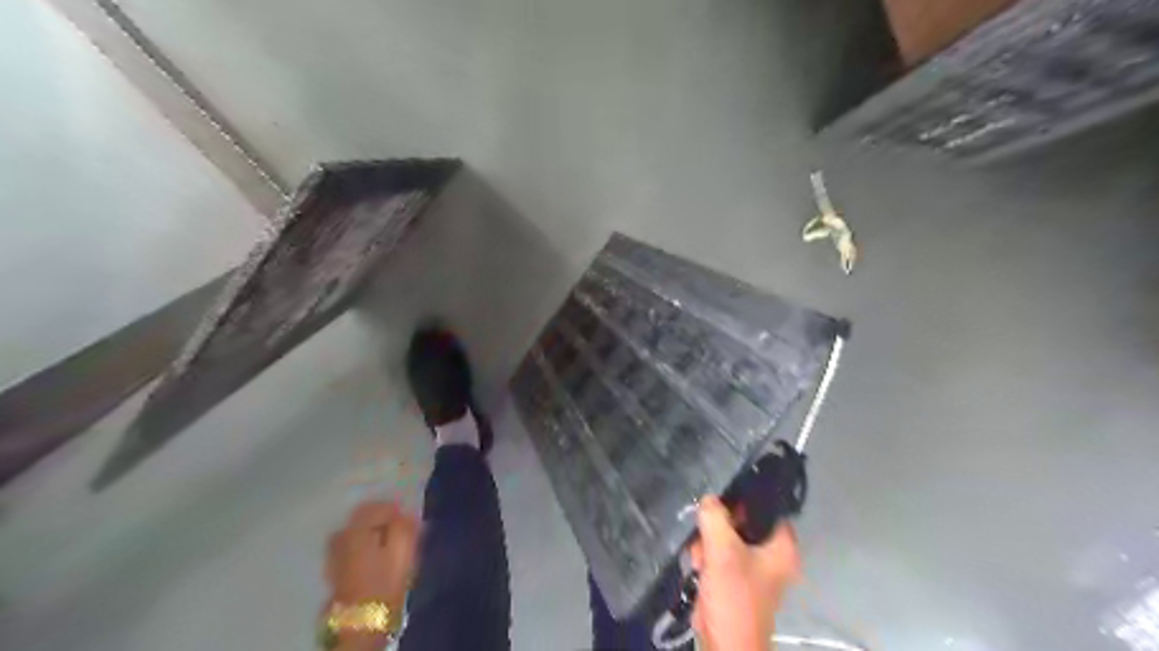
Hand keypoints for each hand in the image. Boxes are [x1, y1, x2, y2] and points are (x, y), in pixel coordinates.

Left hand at [324, 501, 419, 648]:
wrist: (362, 619)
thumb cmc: (386, 580)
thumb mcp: (403, 548)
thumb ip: (405, 525)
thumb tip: (405, 513)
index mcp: (357, 526)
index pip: (377, 506)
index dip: (396, 509)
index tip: (409, 519)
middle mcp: (341, 534)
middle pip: (364, 517)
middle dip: (382, 521)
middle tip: (401, 530)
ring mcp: (334, 553)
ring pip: (357, 533)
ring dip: (373, 534)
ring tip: (390, 545)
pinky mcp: (335, 570)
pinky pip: (352, 548)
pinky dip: (365, 547)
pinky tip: (376, 557)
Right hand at [690, 497, 803, 647]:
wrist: (726, 647)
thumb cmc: (733, 597)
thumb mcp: (722, 551)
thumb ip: (715, 518)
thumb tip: (709, 498)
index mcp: (782, 547)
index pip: (766, 508)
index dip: (742, 502)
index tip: (720, 505)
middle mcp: (773, 555)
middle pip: (742, 523)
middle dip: (717, 529)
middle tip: (705, 539)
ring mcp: (755, 569)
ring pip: (728, 538)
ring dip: (708, 545)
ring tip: (699, 559)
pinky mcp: (738, 580)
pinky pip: (721, 556)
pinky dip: (708, 559)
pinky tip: (698, 568)